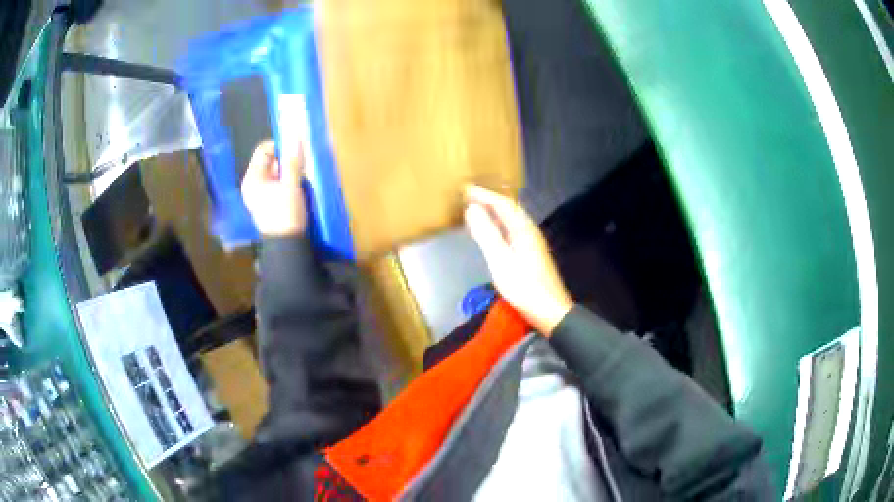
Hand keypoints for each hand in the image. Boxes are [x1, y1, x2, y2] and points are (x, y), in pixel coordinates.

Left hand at [241, 140, 306, 237]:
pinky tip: (297, 189)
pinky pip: (278, 183)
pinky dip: (288, 182)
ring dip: (289, 172)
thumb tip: (295, 137)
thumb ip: (293, 161)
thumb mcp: (291, 186)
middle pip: (270, 161)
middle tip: (301, 167)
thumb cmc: (285, 214)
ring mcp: (260, 194)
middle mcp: (253, 184)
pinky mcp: (268, 202)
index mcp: (252, 179)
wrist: (286, 245)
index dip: (279, 147)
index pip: (263, 150)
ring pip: (276, 172)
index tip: (295, 152)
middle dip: (286, 161)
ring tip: (301, 179)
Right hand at [464, 186, 572, 335]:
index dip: (484, 195)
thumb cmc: (524, 286)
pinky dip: (500, 225)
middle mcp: (530, 231)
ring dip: (496, 212)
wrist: (550, 310)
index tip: (466, 189)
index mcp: (523, 229)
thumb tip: (472, 209)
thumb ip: (486, 234)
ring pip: (513, 220)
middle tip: (470, 197)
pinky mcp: (533, 254)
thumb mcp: (500, 260)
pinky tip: (495, 235)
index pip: (503, 204)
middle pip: (510, 209)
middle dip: (490, 200)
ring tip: (479, 211)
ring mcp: (533, 243)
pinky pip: (514, 230)